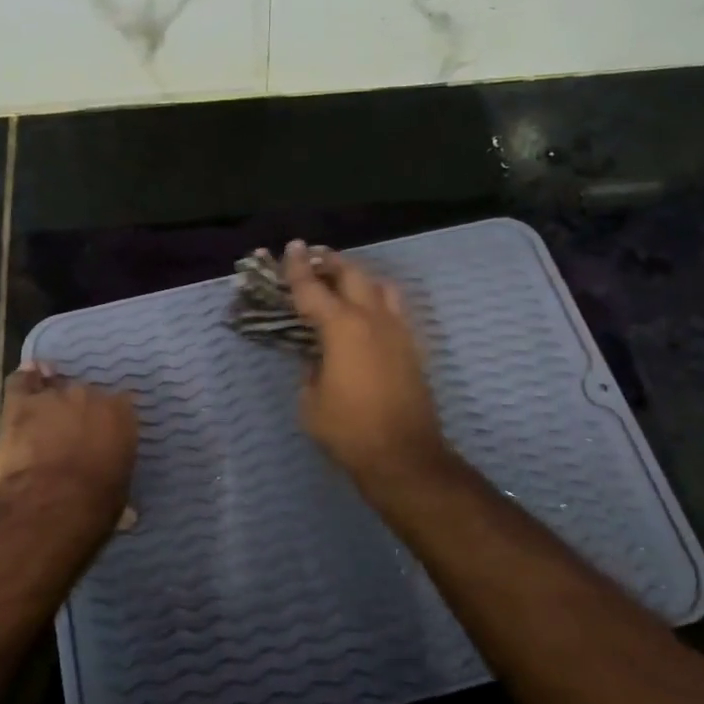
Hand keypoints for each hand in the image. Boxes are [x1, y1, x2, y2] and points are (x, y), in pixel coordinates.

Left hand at [0, 363, 137, 527]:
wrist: (51, 507)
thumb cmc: (95, 505)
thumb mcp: (120, 494)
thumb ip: (117, 479)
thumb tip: (127, 511)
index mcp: (122, 414)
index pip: (119, 404)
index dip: (107, 420)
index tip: (102, 436)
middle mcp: (91, 395)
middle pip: (85, 394)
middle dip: (79, 412)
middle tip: (71, 435)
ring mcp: (54, 396)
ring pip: (53, 388)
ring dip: (50, 404)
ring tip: (44, 421)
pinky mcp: (21, 403)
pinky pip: (21, 381)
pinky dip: (24, 380)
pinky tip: (25, 381)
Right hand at [282, 239, 454, 489]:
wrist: (403, 456)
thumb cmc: (348, 430)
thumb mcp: (311, 400)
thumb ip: (310, 369)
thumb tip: (317, 357)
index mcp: (342, 327)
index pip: (313, 288)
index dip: (298, 267)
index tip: (290, 248)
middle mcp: (373, 319)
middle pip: (352, 275)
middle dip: (330, 262)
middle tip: (313, 258)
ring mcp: (398, 331)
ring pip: (380, 286)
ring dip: (358, 277)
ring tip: (342, 280)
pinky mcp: (412, 347)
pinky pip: (394, 309)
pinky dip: (377, 300)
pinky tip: (366, 313)